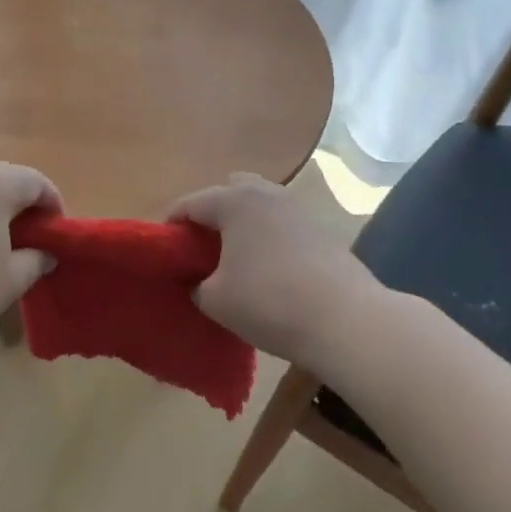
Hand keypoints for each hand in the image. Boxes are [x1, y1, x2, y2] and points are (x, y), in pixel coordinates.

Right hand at [170, 173, 387, 366]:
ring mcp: (298, 209)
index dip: (171, 225)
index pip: (190, 203)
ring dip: (244, 224)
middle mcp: (266, 194)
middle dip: (213, 212)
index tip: (164, 249)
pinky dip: (269, 238)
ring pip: (261, 205)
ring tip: (236, 259)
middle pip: (230, 191)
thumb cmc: (269, 302)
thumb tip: (199, 281)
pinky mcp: (322, 230)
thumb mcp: (215, 300)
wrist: (346, 321)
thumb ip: (197, 285)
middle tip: (203, 247)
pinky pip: (283, 224)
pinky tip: (269, 269)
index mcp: (233, 202)